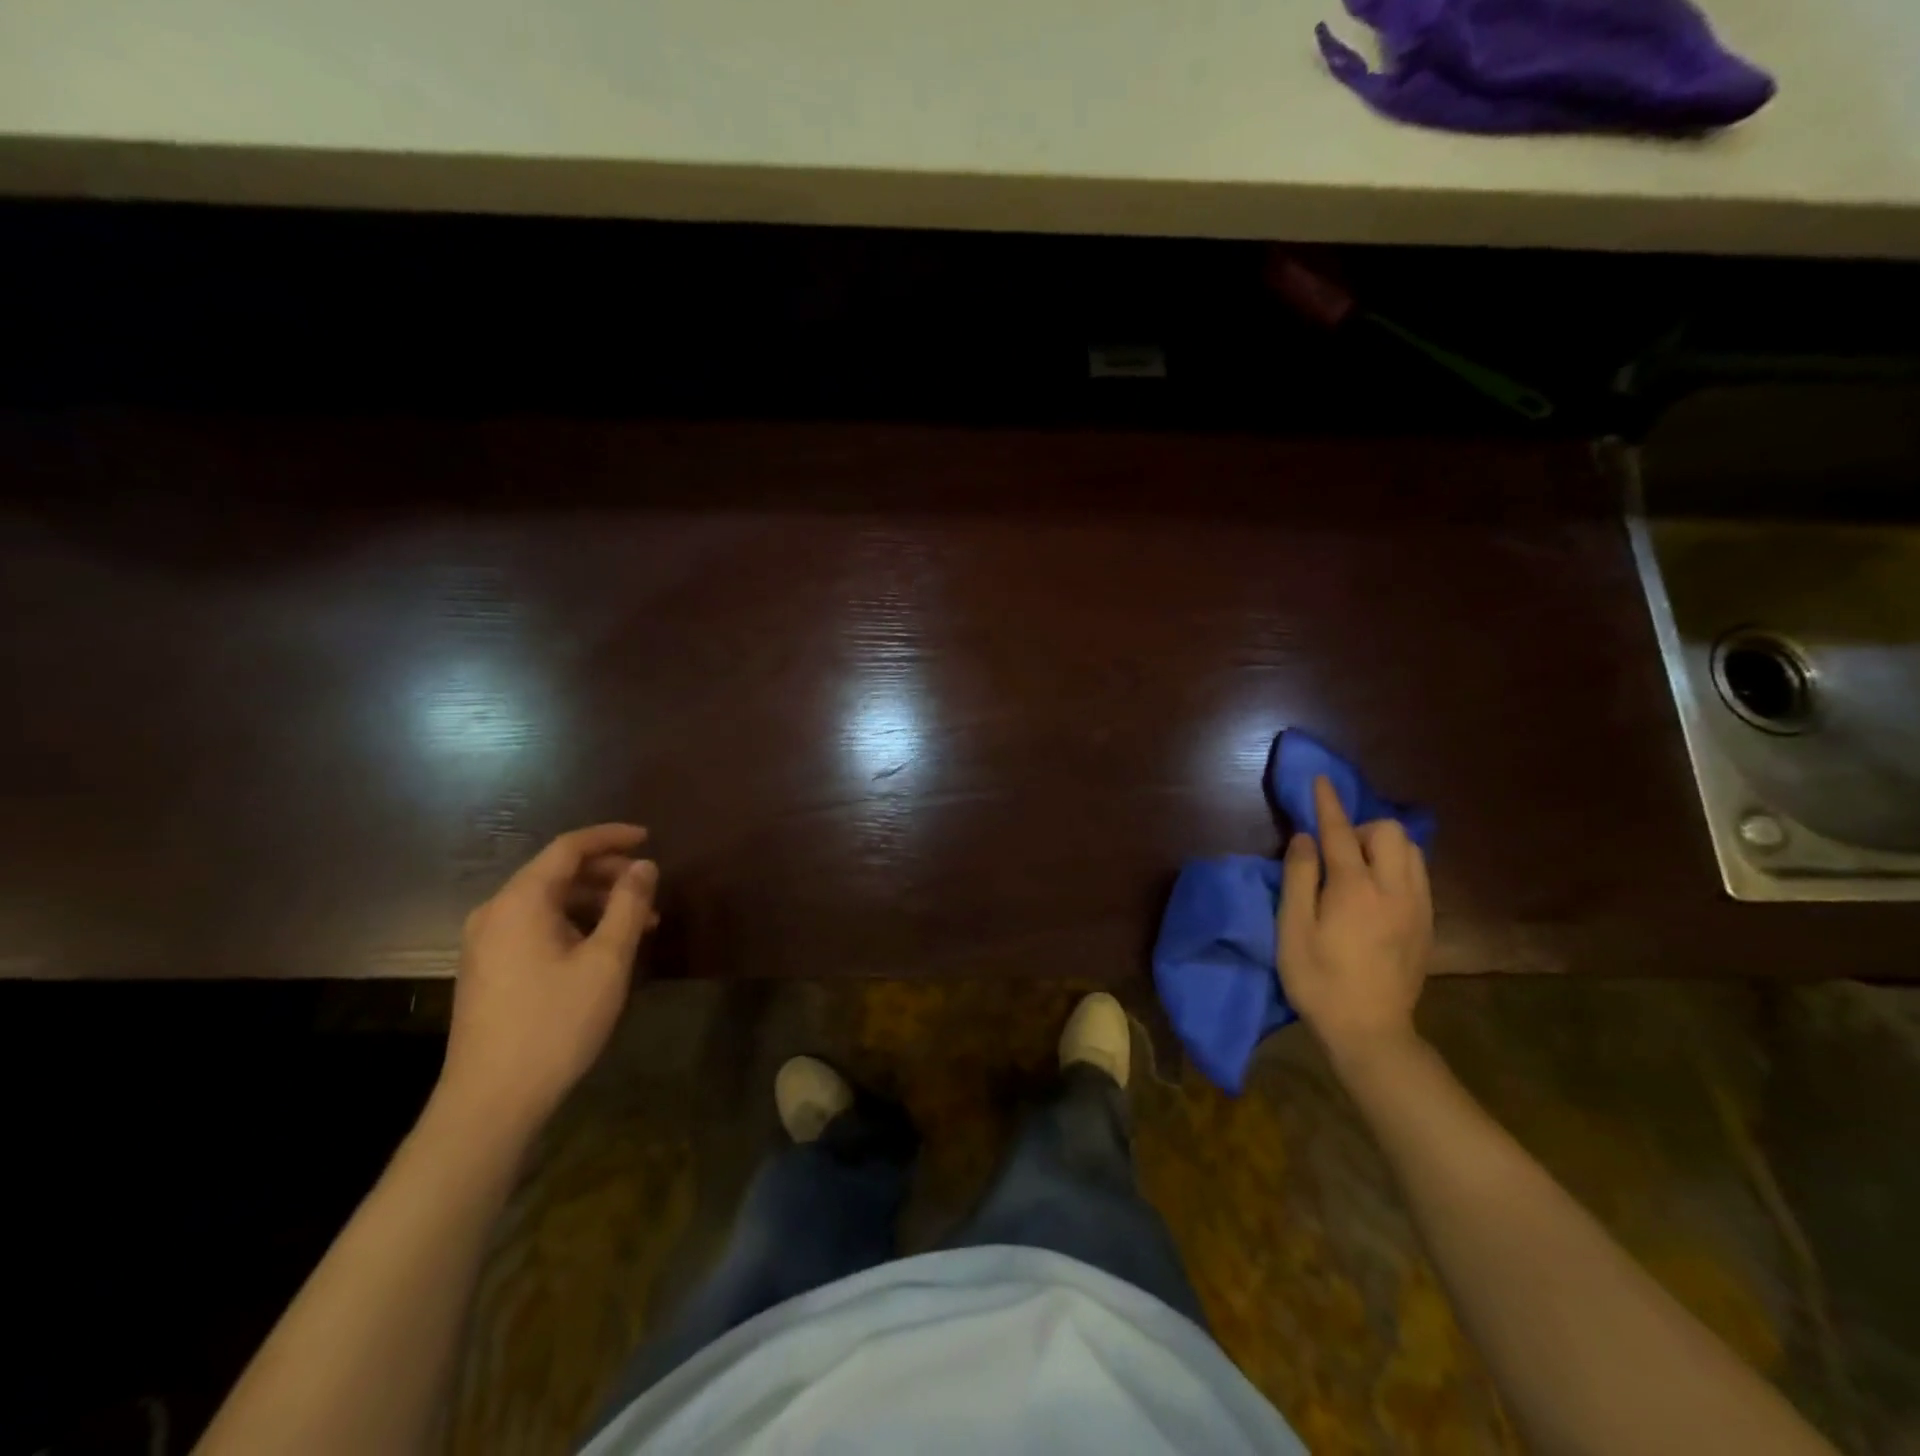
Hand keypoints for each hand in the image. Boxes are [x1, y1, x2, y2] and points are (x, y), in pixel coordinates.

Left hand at [436, 824, 659, 1135]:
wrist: (490, 1102)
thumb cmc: (555, 1023)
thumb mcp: (607, 961)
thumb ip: (629, 905)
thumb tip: (644, 866)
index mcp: (520, 901)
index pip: (568, 847)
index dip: (610, 837)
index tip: (649, 837)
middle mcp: (495, 912)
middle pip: (556, 872)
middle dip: (606, 873)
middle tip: (648, 886)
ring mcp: (485, 943)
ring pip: (548, 902)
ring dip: (594, 902)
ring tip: (637, 922)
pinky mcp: (487, 969)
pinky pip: (535, 926)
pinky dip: (573, 923)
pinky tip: (601, 947)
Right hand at [1278, 776, 1432, 1063]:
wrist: (1370, 1031)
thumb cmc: (1318, 979)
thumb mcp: (1292, 928)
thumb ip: (1299, 877)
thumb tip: (1304, 838)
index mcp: (1355, 889)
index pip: (1341, 832)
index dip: (1327, 804)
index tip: (1320, 780)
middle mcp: (1394, 889)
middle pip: (1389, 833)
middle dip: (1361, 828)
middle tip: (1334, 852)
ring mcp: (1417, 907)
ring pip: (1411, 851)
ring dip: (1382, 846)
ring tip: (1357, 868)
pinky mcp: (1427, 924)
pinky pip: (1419, 874)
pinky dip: (1398, 866)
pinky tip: (1376, 889)